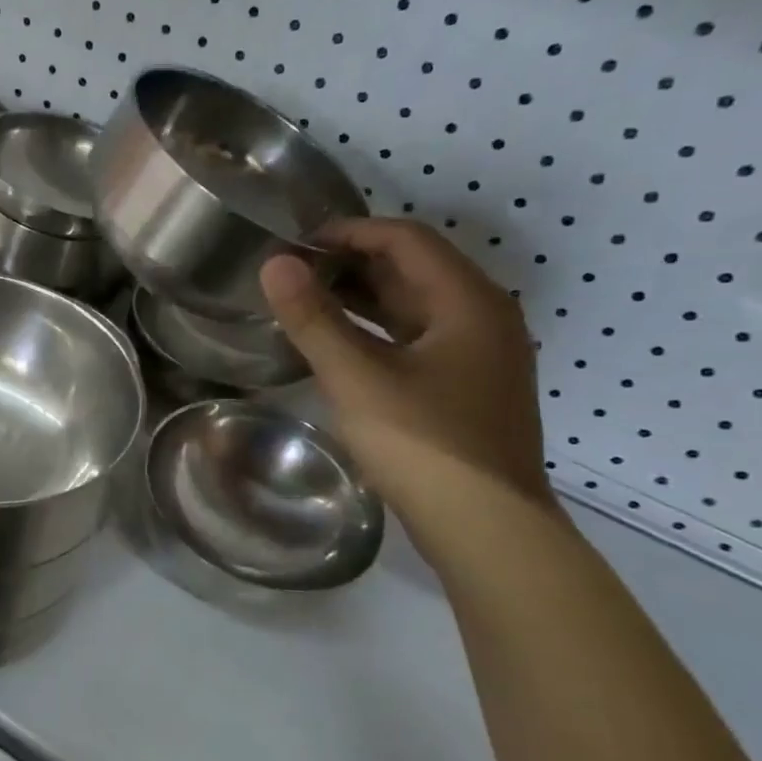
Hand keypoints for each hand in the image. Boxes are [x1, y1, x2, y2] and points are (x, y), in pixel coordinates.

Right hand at [260, 219, 551, 525]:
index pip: (406, 239)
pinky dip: (379, 331)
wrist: (487, 528)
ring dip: (364, 298)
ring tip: (308, 302)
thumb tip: (274, 263)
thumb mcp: (357, 378)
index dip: (350, 232)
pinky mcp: (470, 387)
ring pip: (417, 307)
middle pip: (415, 269)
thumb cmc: (423, 444)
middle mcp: (484, 317)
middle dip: (353, 264)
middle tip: (294, 273)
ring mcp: (482, 355)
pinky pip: (420, 339)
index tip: (297, 244)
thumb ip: (313, 319)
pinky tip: (342, 346)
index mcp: (468, 302)